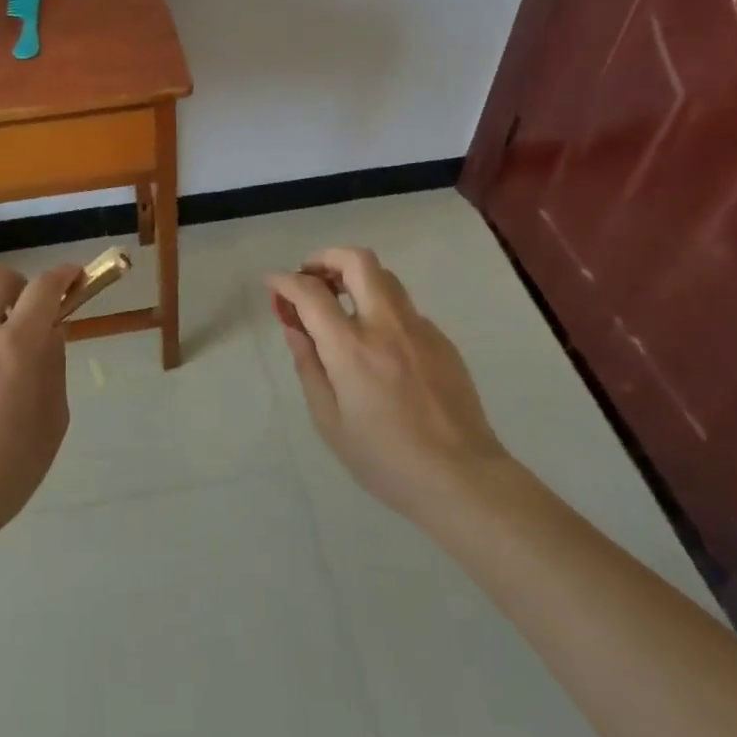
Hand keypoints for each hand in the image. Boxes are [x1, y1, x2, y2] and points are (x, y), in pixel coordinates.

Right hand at [266, 247, 505, 524]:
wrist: (462, 478)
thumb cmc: (386, 459)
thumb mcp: (330, 421)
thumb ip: (309, 367)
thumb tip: (295, 328)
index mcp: (351, 349)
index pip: (311, 293)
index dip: (285, 280)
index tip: (273, 283)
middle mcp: (386, 325)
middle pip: (357, 261)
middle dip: (326, 258)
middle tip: (310, 278)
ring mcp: (419, 329)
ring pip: (385, 277)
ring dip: (355, 278)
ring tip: (340, 304)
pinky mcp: (442, 340)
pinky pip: (405, 308)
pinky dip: (381, 308)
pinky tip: (378, 343)